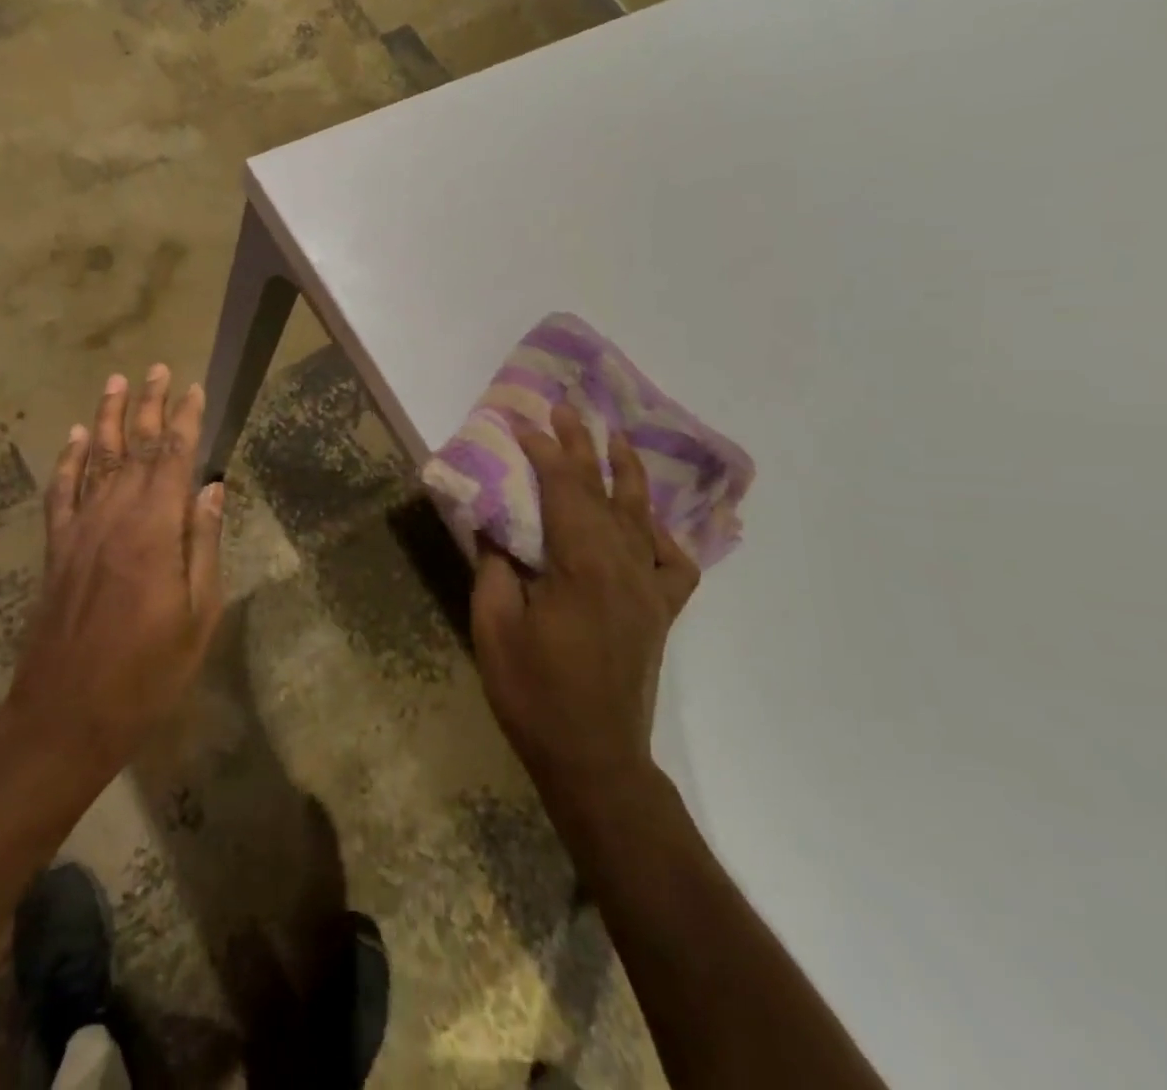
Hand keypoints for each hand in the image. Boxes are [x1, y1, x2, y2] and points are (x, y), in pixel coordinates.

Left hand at [7, 365, 226, 781]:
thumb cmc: (148, 673)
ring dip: (108, 418)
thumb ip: (204, 545)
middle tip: (157, 369)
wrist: (67, 713)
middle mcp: (115, 516)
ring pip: (95, 458)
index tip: (195, 388)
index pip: (175, 458)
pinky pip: (61, 491)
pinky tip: (73, 436)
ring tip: (116, 382)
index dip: (187, 420)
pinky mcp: (57, 548)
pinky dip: (67, 459)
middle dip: (149, 405)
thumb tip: (213, 489)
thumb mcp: (198, 616)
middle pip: (135, 447)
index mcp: (156, 530)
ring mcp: (80, 529)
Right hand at [471, 404, 699, 798]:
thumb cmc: (534, 692)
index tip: (523, 423)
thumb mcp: (494, 626)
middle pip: (603, 492)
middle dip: (582, 447)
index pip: (564, 491)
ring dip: (625, 474)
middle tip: (568, 408)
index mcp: (582, 566)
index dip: (544, 452)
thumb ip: (494, 567)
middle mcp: (624, 567)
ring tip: (617, 439)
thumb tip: (492, 526)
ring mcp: (648, 589)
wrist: (594, 757)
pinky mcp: (659, 613)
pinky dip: (662, 535)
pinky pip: (673, 563)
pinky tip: (648, 523)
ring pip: (641, 517)